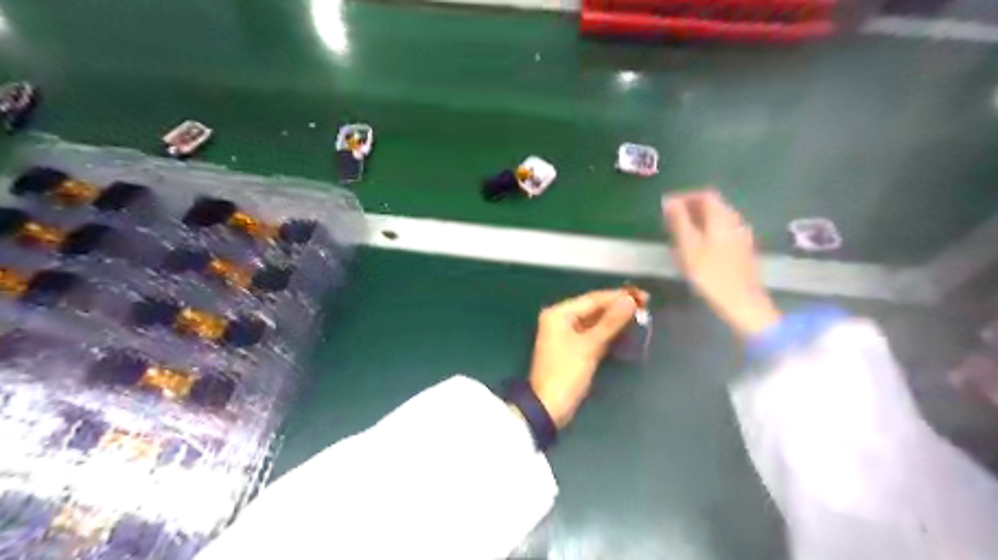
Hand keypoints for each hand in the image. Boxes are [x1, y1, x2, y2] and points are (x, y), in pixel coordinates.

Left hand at [529, 289, 646, 427]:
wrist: (548, 407)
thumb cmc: (566, 373)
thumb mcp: (590, 346)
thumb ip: (611, 322)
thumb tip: (630, 300)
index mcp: (558, 314)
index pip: (593, 299)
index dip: (618, 296)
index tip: (644, 296)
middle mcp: (559, 319)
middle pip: (593, 308)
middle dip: (617, 307)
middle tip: (646, 305)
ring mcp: (565, 334)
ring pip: (594, 321)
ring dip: (614, 320)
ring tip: (640, 316)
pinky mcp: (572, 348)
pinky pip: (592, 334)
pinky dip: (607, 332)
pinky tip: (625, 331)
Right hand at [662, 187, 778, 335]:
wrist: (742, 301)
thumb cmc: (711, 273)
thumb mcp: (688, 246)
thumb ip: (679, 221)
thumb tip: (670, 201)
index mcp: (722, 217)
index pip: (705, 195)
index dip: (685, 197)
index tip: (668, 206)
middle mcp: (735, 221)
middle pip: (714, 205)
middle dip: (691, 208)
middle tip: (671, 220)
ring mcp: (741, 236)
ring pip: (718, 219)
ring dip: (699, 221)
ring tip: (680, 234)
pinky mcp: (743, 250)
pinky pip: (723, 231)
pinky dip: (707, 231)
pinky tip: (697, 247)